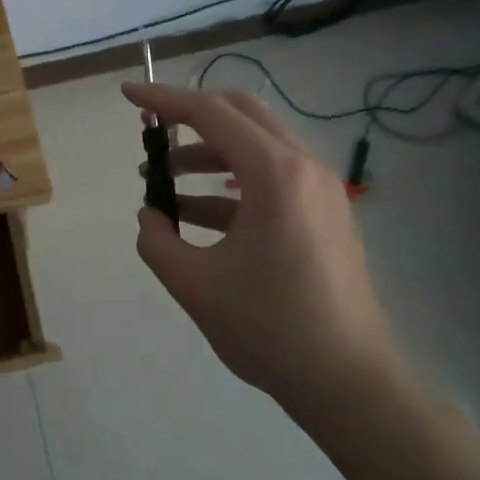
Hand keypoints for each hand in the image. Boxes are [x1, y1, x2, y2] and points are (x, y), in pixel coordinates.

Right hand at [123, 81, 406, 407]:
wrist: (351, 385)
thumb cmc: (271, 328)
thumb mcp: (194, 284)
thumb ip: (156, 240)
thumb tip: (151, 216)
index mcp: (274, 173)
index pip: (210, 113)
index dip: (164, 99)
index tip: (128, 94)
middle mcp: (303, 167)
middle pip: (240, 115)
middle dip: (190, 117)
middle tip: (151, 133)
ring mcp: (320, 191)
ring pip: (256, 146)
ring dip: (207, 154)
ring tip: (163, 183)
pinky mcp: (325, 215)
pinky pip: (271, 178)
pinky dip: (230, 185)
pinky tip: (196, 216)